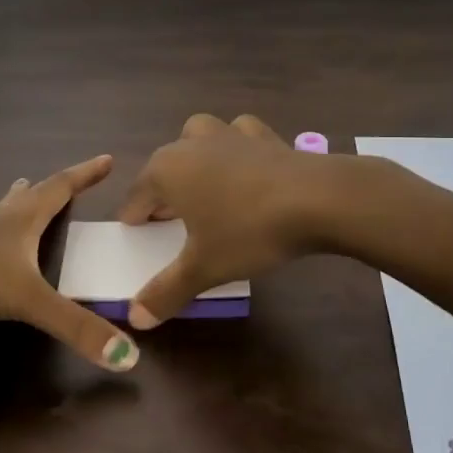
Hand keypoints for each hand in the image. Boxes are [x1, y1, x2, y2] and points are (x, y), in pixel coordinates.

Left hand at [0, 154, 141, 371]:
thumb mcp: (26, 299)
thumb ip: (75, 327)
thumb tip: (130, 358)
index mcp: (20, 221)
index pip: (60, 189)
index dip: (85, 175)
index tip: (106, 159)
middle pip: (28, 197)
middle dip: (49, 189)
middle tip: (64, 182)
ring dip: (10, 203)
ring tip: (16, 192)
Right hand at [117, 114, 336, 328]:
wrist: (317, 199)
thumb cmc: (248, 231)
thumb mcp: (203, 268)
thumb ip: (166, 292)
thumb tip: (135, 319)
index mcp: (166, 170)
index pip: (136, 196)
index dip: (135, 218)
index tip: (138, 236)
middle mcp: (190, 144)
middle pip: (164, 167)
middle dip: (163, 192)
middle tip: (171, 222)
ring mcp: (228, 133)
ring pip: (197, 139)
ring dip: (195, 159)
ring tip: (205, 188)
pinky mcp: (263, 134)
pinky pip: (238, 136)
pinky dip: (236, 148)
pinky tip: (245, 169)